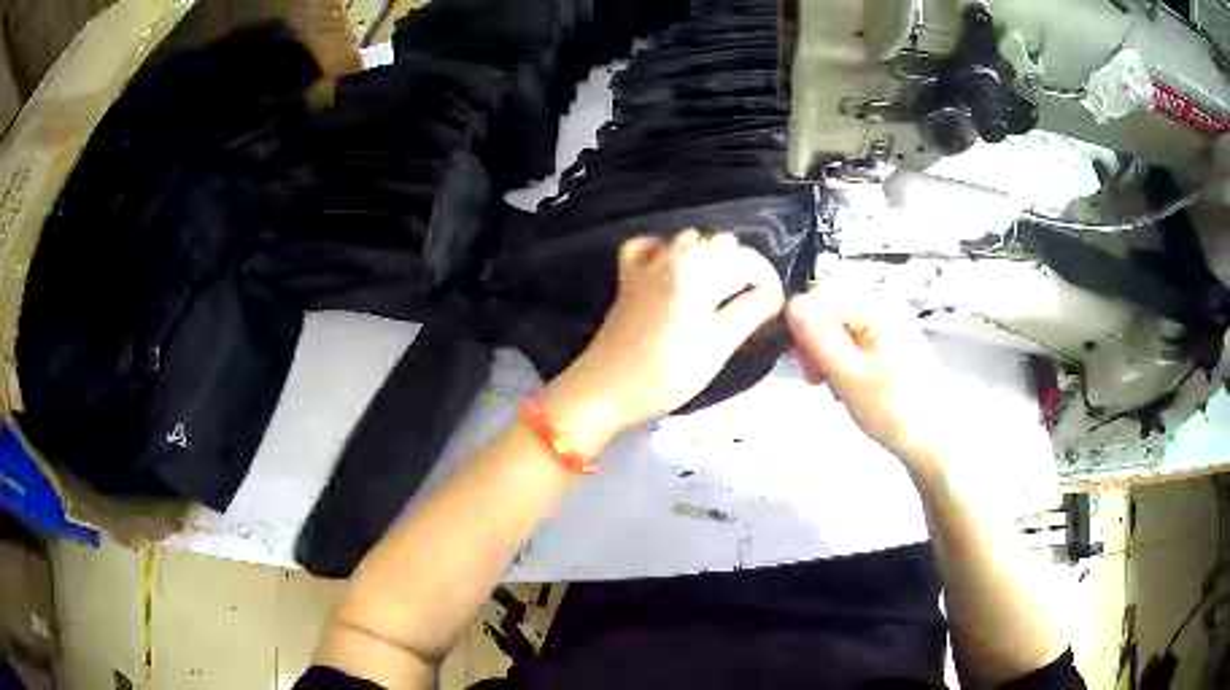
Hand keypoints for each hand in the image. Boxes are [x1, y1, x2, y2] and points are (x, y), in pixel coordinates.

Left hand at [542, 230, 784, 454]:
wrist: (605, 389)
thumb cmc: (667, 375)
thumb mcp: (718, 347)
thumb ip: (750, 313)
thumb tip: (773, 296)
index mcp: (699, 272)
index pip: (747, 260)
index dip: (767, 281)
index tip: (772, 309)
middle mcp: (673, 256)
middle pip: (721, 243)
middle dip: (741, 269)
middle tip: (746, 306)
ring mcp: (647, 263)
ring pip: (690, 239)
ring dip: (709, 259)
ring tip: (716, 295)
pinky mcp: (628, 275)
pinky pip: (652, 245)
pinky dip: (668, 251)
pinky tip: (674, 274)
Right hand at [786, 287, 954, 467]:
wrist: (934, 440)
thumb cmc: (893, 410)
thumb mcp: (847, 375)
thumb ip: (816, 338)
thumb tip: (789, 306)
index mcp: (877, 306)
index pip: (819, 297)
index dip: (802, 328)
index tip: (805, 367)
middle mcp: (884, 304)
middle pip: (829, 307)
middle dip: (814, 341)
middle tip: (817, 379)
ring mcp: (891, 321)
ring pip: (839, 323)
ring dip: (827, 352)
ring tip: (833, 384)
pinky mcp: (892, 339)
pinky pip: (855, 336)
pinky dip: (843, 357)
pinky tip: (847, 381)